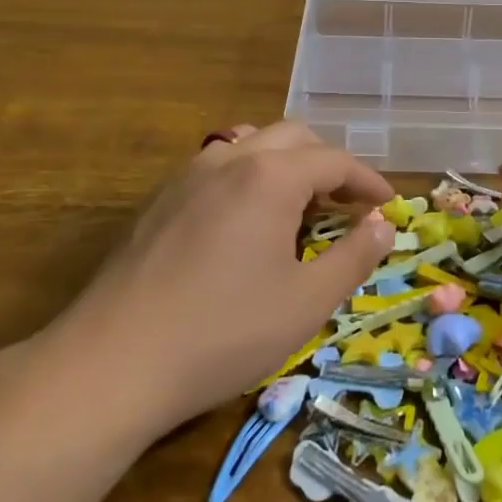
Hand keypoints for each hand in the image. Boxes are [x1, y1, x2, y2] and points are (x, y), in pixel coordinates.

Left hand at [32, 122, 395, 438]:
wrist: (113, 363)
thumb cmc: (223, 333)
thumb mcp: (307, 302)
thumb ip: (353, 257)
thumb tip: (382, 225)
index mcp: (270, 177)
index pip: (334, 160)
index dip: (368, 182)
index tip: (388, 206)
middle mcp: (228, 160)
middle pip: (293, 138)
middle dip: (328, 165)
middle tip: (347, 206)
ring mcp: (186, 176)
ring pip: (249, 144)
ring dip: (285, 164)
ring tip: (298, 206)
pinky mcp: (158, 201)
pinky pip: (216, 167)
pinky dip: (248, 177)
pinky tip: (245, 223)